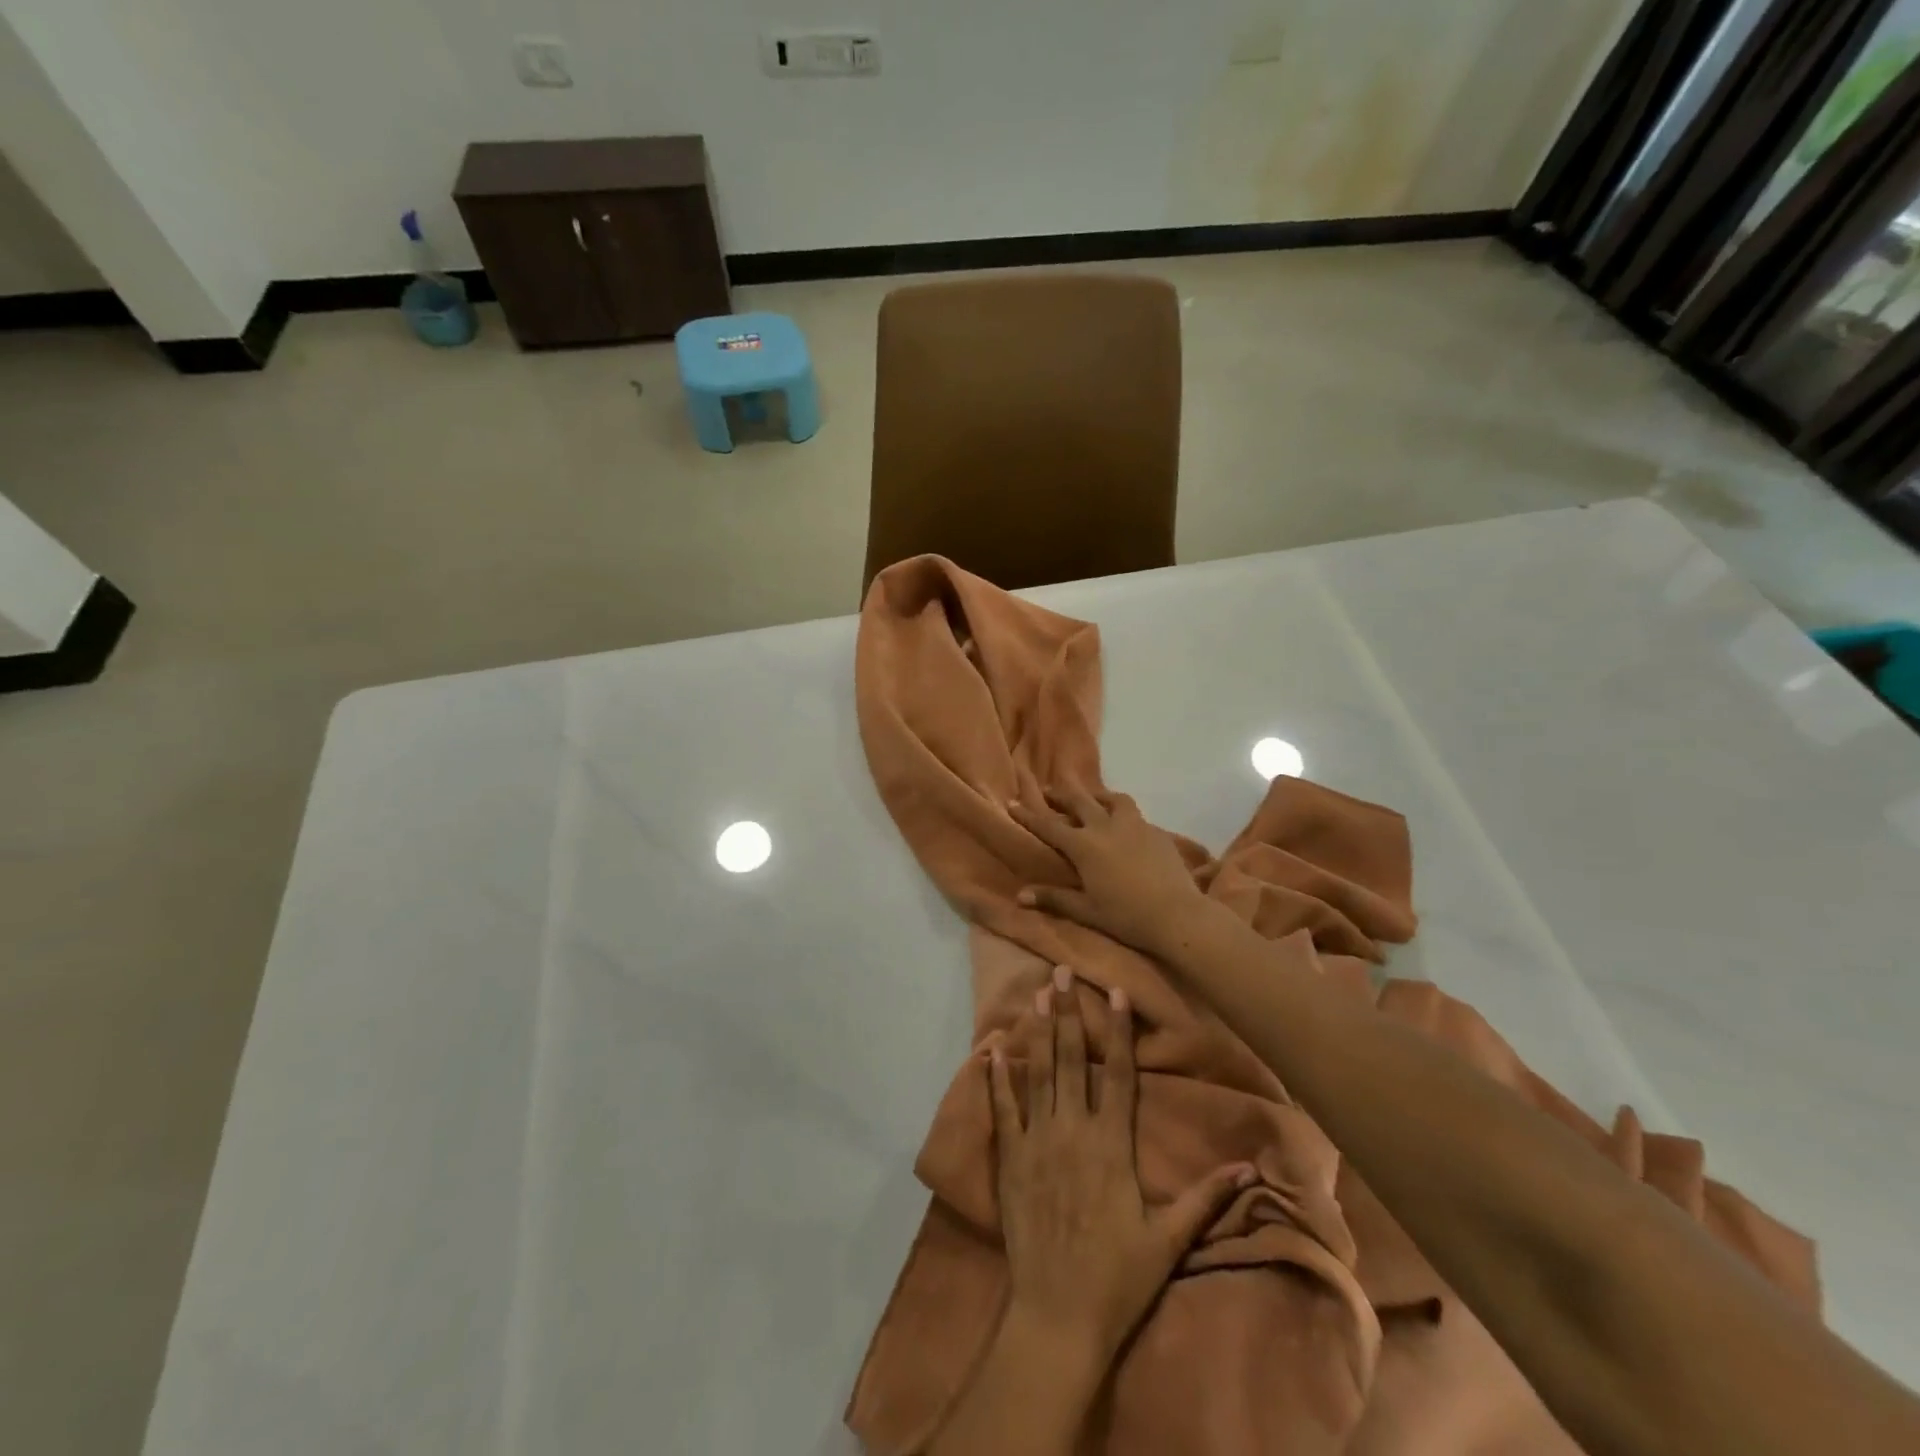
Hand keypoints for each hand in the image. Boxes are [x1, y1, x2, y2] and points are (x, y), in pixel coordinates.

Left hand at [988, 967, 1253, 1365]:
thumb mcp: (1169, 1239)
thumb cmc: (1118, 1277)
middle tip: (1061, 972)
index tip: (1114, 993)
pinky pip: (1002, 1110)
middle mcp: (1073, 1131)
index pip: (1119, 1075)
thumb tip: (1249, 1169)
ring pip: (1038, 1074)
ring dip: (1037, 1032)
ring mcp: (1037, 1141)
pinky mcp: (1010, 1159)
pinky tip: (991, 1050)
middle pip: (1072, 1060)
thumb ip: (1205, 1198)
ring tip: (1036, 995)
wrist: (1058, 1315)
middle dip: (1068, 1013)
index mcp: (1111, 1145)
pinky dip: (996, 1079)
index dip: (1118, 1032)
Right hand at [1010, 790, 1205, 956]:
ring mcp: (1134, 825)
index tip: (1013, 802)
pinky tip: (1124, 824)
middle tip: (1047, 789)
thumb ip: (1054, 898)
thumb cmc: (1126, 916)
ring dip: (1097, 795)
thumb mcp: (1086, 910)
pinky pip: (1134, 814)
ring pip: (1112, 799)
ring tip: (1091, 798)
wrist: (1177, 915)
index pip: (1049, 826)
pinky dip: (1122, 813)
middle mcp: (1106, 827)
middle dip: (1060, 794)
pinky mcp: (1156, 831)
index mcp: (1084, 846)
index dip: (1029, 815)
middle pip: (1079, 801)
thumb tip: (1020, 895)